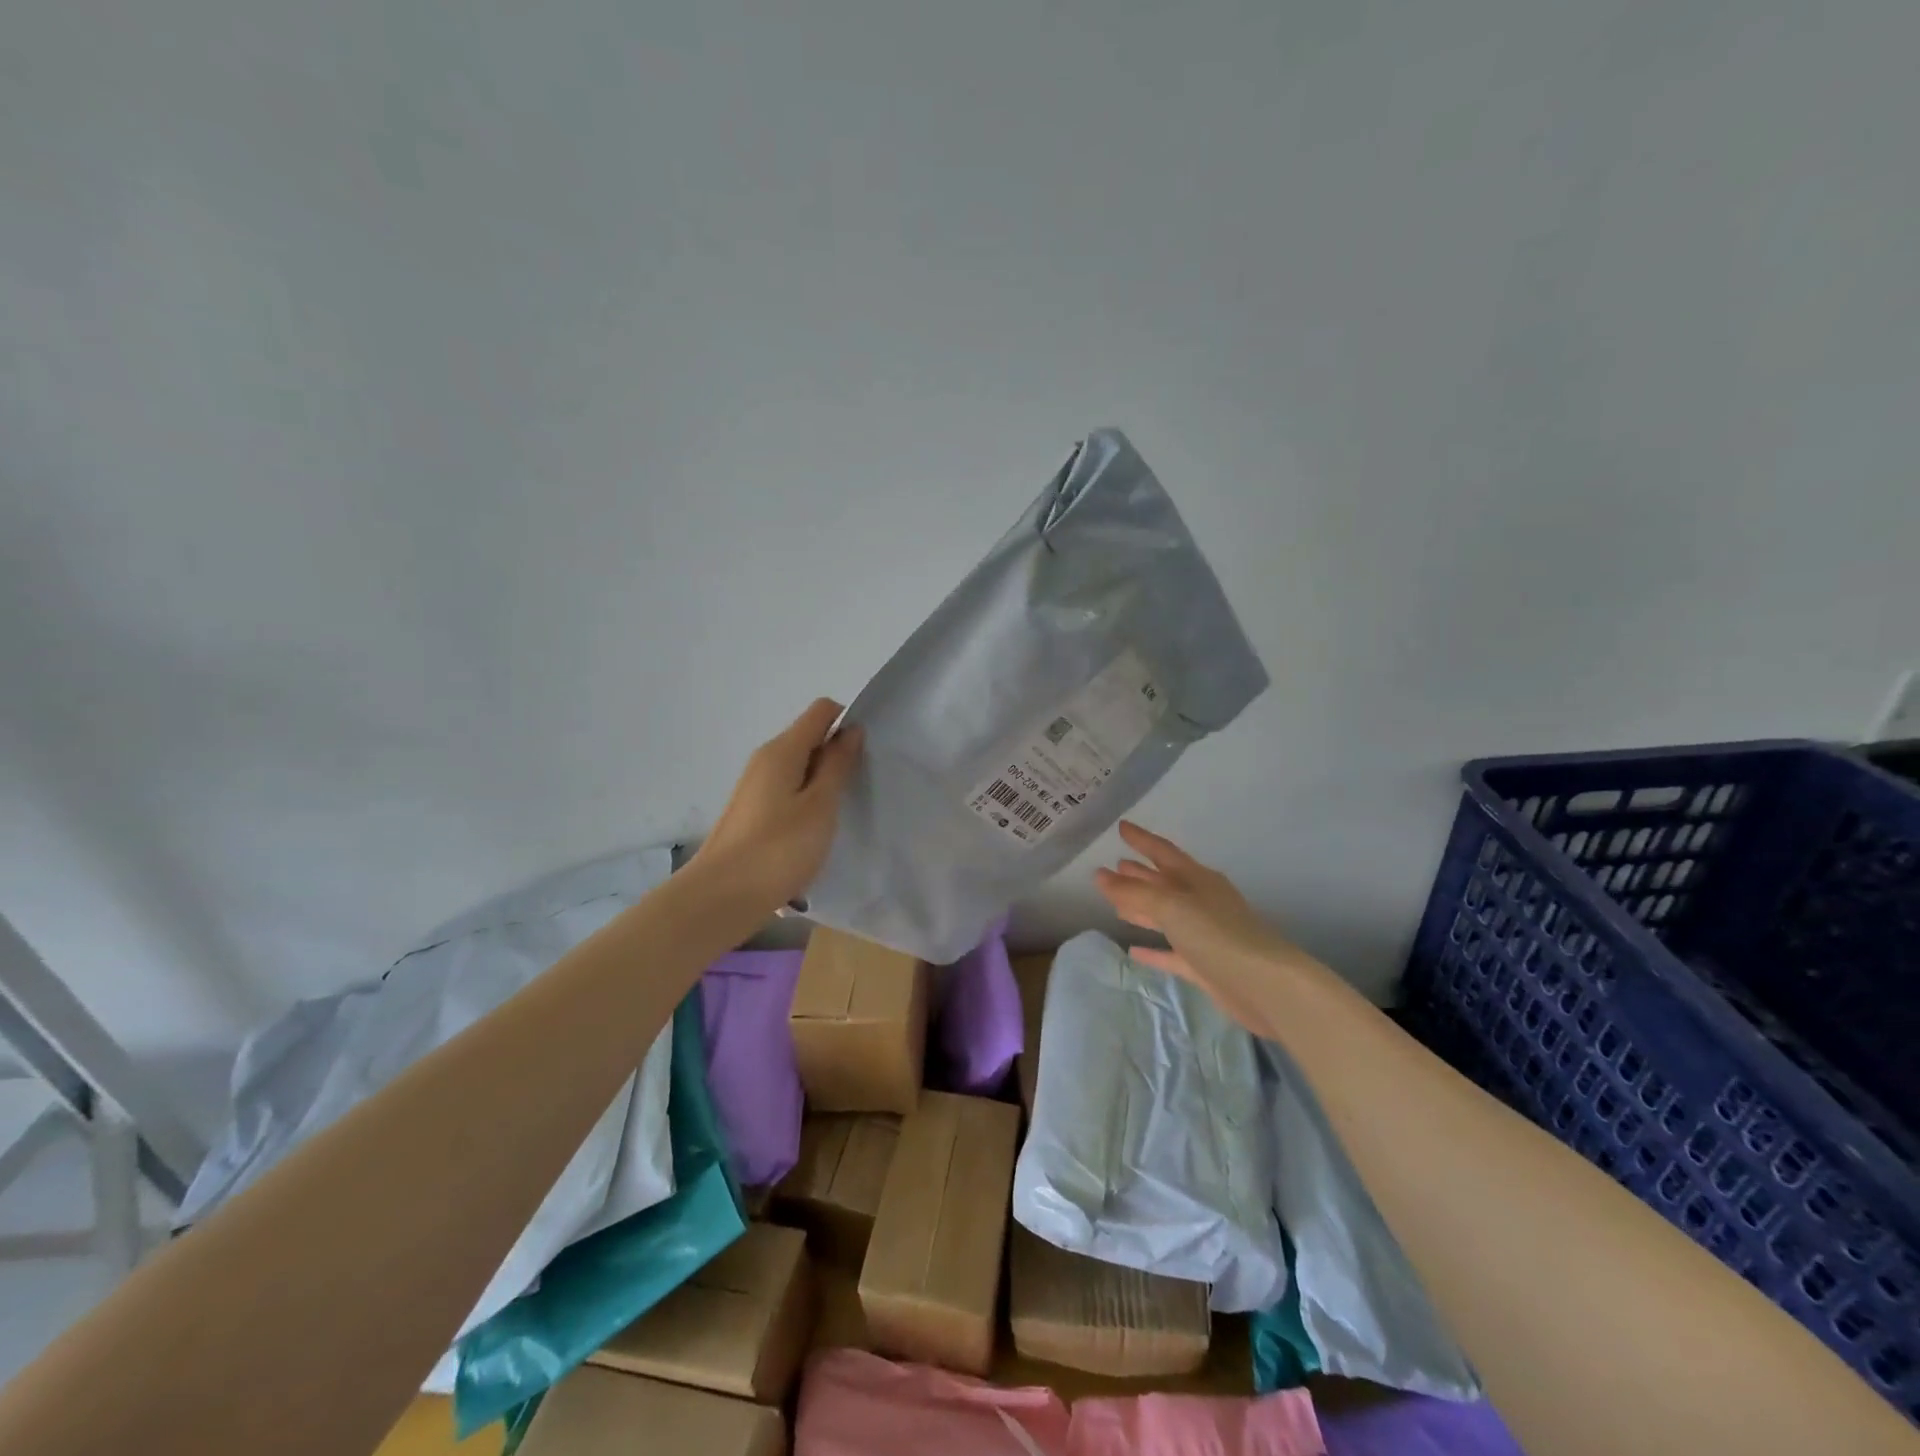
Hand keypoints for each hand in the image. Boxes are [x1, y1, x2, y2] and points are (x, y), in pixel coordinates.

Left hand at [690, 699, 863, 915]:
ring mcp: (756, 787)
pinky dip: (808, 802)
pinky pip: (789, 792)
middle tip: (860, 787)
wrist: (720, 899)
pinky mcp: (753, 813)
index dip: (848, 722)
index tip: (866, 755)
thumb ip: (838, 765)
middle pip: (810, 738)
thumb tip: (851, 731)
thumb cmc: (777, 850)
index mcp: (782, 750)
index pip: (822, 711)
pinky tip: (817, 832)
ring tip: (841, 814)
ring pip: (800, 768)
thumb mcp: (820, 806)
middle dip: (839, 755)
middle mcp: (765, 760)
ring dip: (824, 782)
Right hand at [1093, 820, 1317, 1034]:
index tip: (1121, 827)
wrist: (1266, 987)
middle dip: (1140, 874)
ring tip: (1116, 903)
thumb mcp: (1173, 907)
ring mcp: (1205, 935)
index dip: (1142, 839)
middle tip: (1115, 865)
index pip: (1163, 852)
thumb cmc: (1219, 935)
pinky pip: (1172, 953)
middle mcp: (1202, 902)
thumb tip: (1100, 875)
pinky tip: (1133, 951)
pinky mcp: (1205, 966)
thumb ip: (1135, 892)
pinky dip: (1153, 950)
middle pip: (1165, 883)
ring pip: (1166, 916)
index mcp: (1198, 880)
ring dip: (1143, 908)